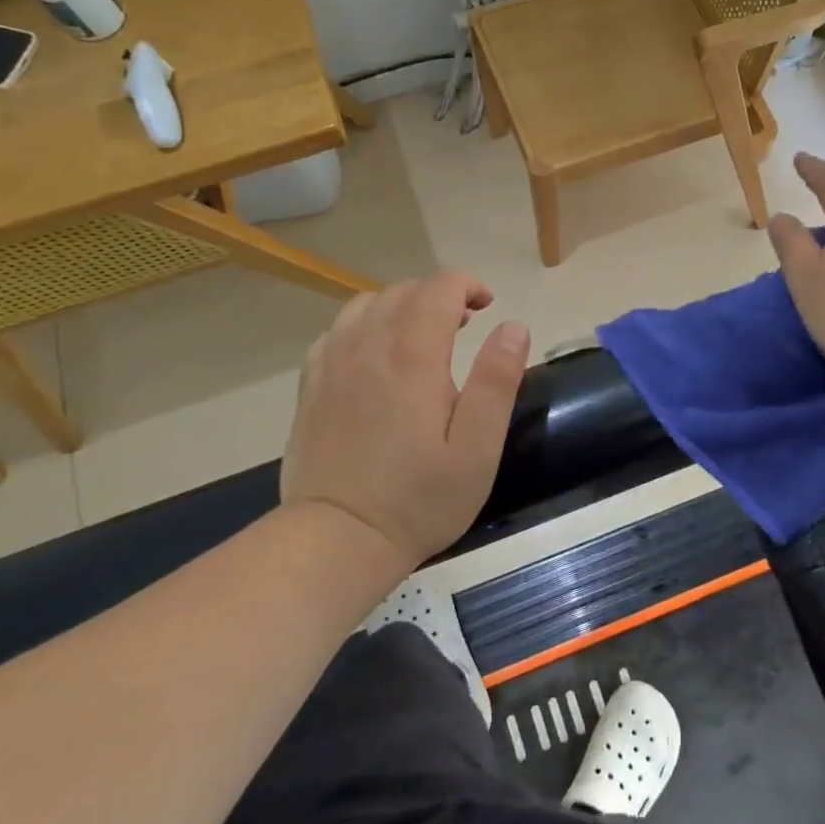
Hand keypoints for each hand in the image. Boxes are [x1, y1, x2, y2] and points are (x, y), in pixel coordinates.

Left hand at [280, 273, 530, 567]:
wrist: (338, 538)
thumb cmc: (419, 498)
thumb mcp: (478, 448)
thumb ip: (497, 381)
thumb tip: (513, 326)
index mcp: (413, 355)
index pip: (440, 287)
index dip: (468, 285)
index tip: (488, 307)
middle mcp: (368, 344)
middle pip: (404, 290)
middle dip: (439, 294)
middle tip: (465, 324)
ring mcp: (332, 362)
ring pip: (367, 304)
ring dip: (402, 305)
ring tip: (422, 335)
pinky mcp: (311, 383)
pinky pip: (338, 330)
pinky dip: (366, 325)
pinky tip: (377, 355)